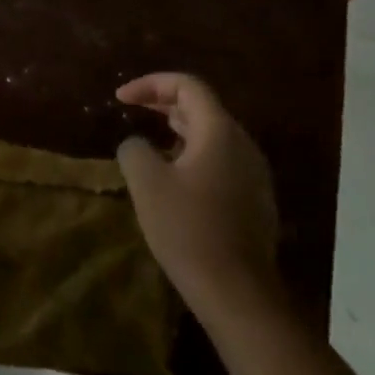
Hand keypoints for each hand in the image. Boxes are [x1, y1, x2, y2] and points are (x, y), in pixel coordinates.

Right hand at [115, 73, 282, 325]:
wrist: (236, 291)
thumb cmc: (188, 229)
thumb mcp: (147, 184)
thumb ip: (135, 150)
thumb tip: (137, 145)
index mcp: (220, 132)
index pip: (187, 86)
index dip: (151, 84)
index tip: (121, 98)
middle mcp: (243, 145)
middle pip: (202, 108)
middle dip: (163, 104)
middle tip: (131, 109)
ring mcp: (254, 173)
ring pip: (212, 136)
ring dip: (177, 131)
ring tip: (149, 143)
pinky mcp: (254, 200)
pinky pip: (220, 161)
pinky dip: (192, 155)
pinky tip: (173, 179)